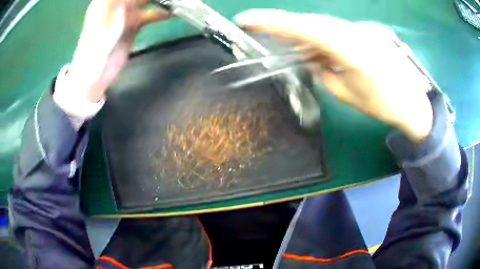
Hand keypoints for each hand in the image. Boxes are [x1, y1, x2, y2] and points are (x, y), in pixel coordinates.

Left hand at [64, 0, 169, 102]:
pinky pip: (150, 14)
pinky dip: (162, 12)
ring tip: (178, 1)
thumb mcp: (108, 12)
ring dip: (161, 0)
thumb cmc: (97, 40)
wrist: (97, 71)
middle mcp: (119, 4)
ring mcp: (127, 15)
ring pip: (147, 1)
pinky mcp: (134, 26)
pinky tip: (173, 11)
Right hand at [235, 9, 432, 142]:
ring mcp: (361, 30)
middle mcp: (355, 32)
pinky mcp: (364, 33)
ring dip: (303, 34)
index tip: (246, 18)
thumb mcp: (349, 95)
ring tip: (293, 48)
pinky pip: (335, 29)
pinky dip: (320, 38)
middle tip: (263, 31)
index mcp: (351, 50)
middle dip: (285, 26)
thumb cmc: (384, 105)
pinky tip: (318, 49)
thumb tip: (311, 61)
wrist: (412, 102)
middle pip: (311, 22)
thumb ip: (325, 74)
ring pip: (322, 24)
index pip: (305, 29)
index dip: (273, 22)